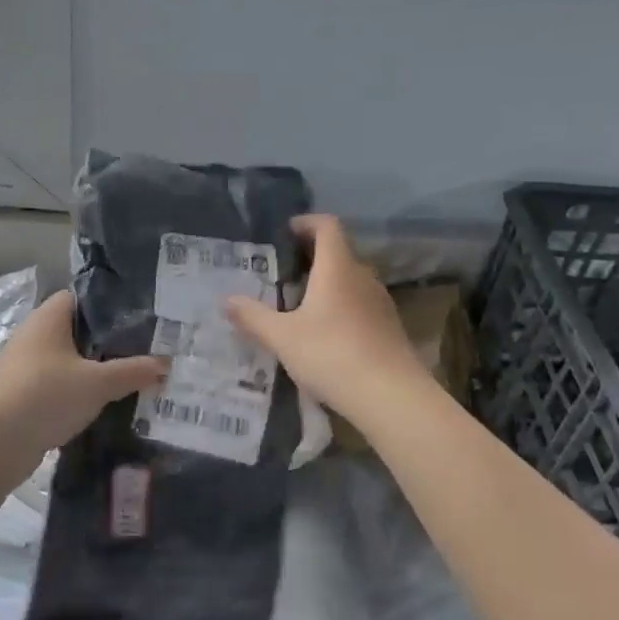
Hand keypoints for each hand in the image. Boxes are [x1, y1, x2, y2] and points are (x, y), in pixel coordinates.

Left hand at [0, 291, 167, 469]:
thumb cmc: (46, 397)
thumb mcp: (99, 383)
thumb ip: (134, 371)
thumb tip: (166, 363)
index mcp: (47, 319)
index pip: (80, 297)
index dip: (108, 305)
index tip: (137, 319)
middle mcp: (31, 335)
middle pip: (74, 329)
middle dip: (104, 341)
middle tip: (139, 351)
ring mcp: (21, 365)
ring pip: (64, 359)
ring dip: (89, 369)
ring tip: (124, 379)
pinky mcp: (17, 393)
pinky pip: (53, 383)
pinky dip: (73, 390)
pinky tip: (97, 405)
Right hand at [224, 215, 430, 422]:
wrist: (392, 397)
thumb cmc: (332, 355)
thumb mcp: (283, 338)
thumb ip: (254, 317)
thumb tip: (227, 300)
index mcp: (337, 268)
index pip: (327, 226)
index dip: (306, 222)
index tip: (285, 232)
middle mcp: (362, 277)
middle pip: (338, 253)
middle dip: (311, 257)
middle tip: (281, 274)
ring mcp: (380, 303)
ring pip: (350, 281)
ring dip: (326, 284)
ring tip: (298, 305)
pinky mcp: (389, 328)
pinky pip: (360, 305)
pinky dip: (340, 307)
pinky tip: (324, 334)